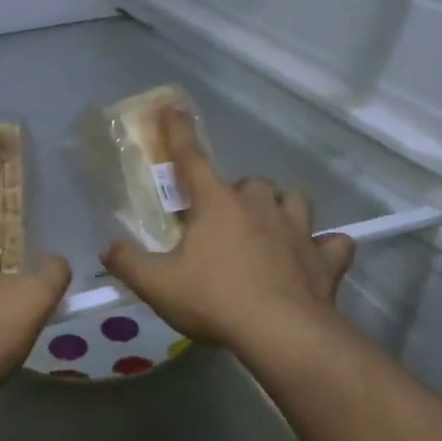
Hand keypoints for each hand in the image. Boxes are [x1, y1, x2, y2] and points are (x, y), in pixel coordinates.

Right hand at [101, 109, 355, 353]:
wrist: (280, 332)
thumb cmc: (214, 299)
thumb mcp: (157, 284)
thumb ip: (127, 263)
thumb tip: (108, 248)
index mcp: (217, 204)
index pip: (192, 158)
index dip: (180, 132)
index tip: (175, 107)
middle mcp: (259, 206)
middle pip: (250, 182)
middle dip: (237, 193)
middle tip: (223, 219)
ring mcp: (298, 231)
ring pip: (294, 201)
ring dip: (281, 209)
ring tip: (270, 227)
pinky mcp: (324, 259)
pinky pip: (333, 244)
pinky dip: (325, 248)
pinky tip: (316, 258)